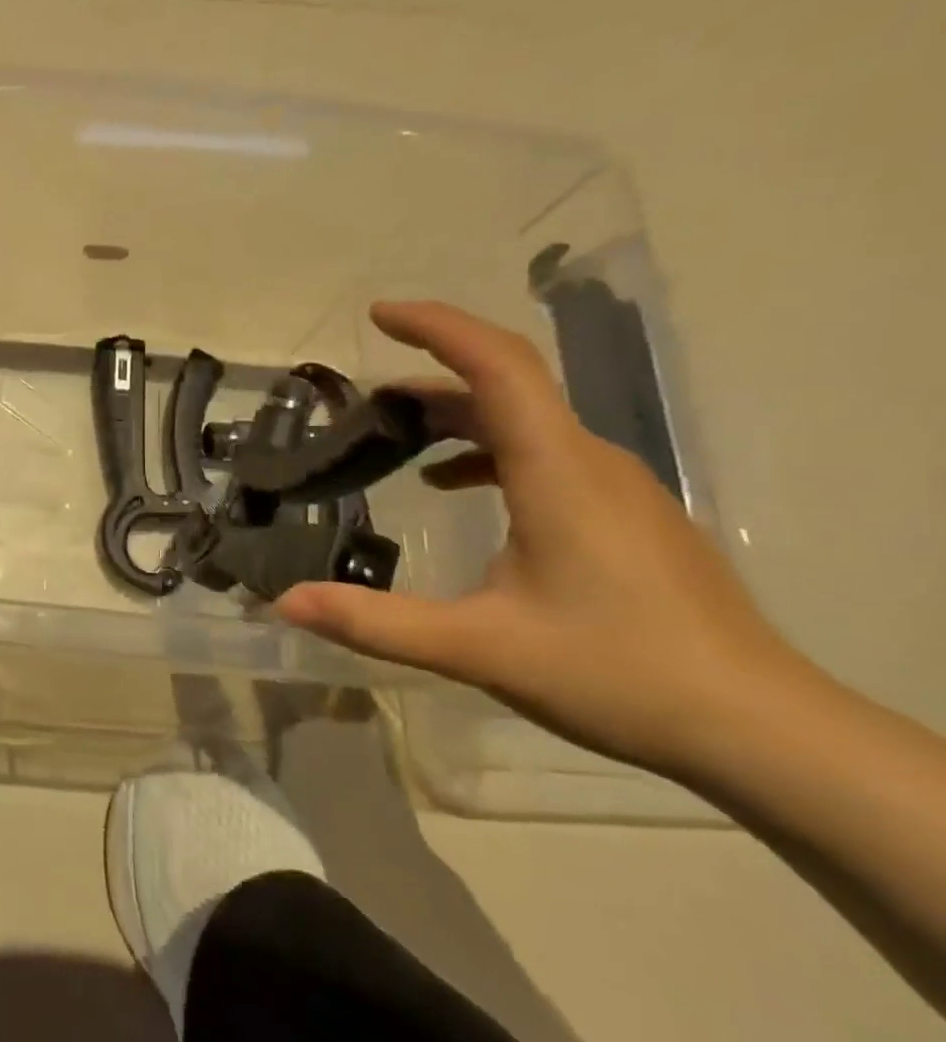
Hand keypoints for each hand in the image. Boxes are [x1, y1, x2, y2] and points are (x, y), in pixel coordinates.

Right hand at [278, 301, 791, 774]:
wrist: (756, 728)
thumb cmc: (616, 673)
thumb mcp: (478, 649)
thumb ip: (375, 621)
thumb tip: (285, 601)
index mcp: (557, 470)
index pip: (497, 365)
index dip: (436, 327)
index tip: (378, 314)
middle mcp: (589, 461)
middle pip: (506, 386)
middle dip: (429, 377)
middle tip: (359, 401)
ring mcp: (614, 487)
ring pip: (524, 421)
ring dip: (454, 416)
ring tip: (390, 437)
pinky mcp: (623, 515)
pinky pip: (543, 455)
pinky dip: (484, 453)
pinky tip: (449, 487)